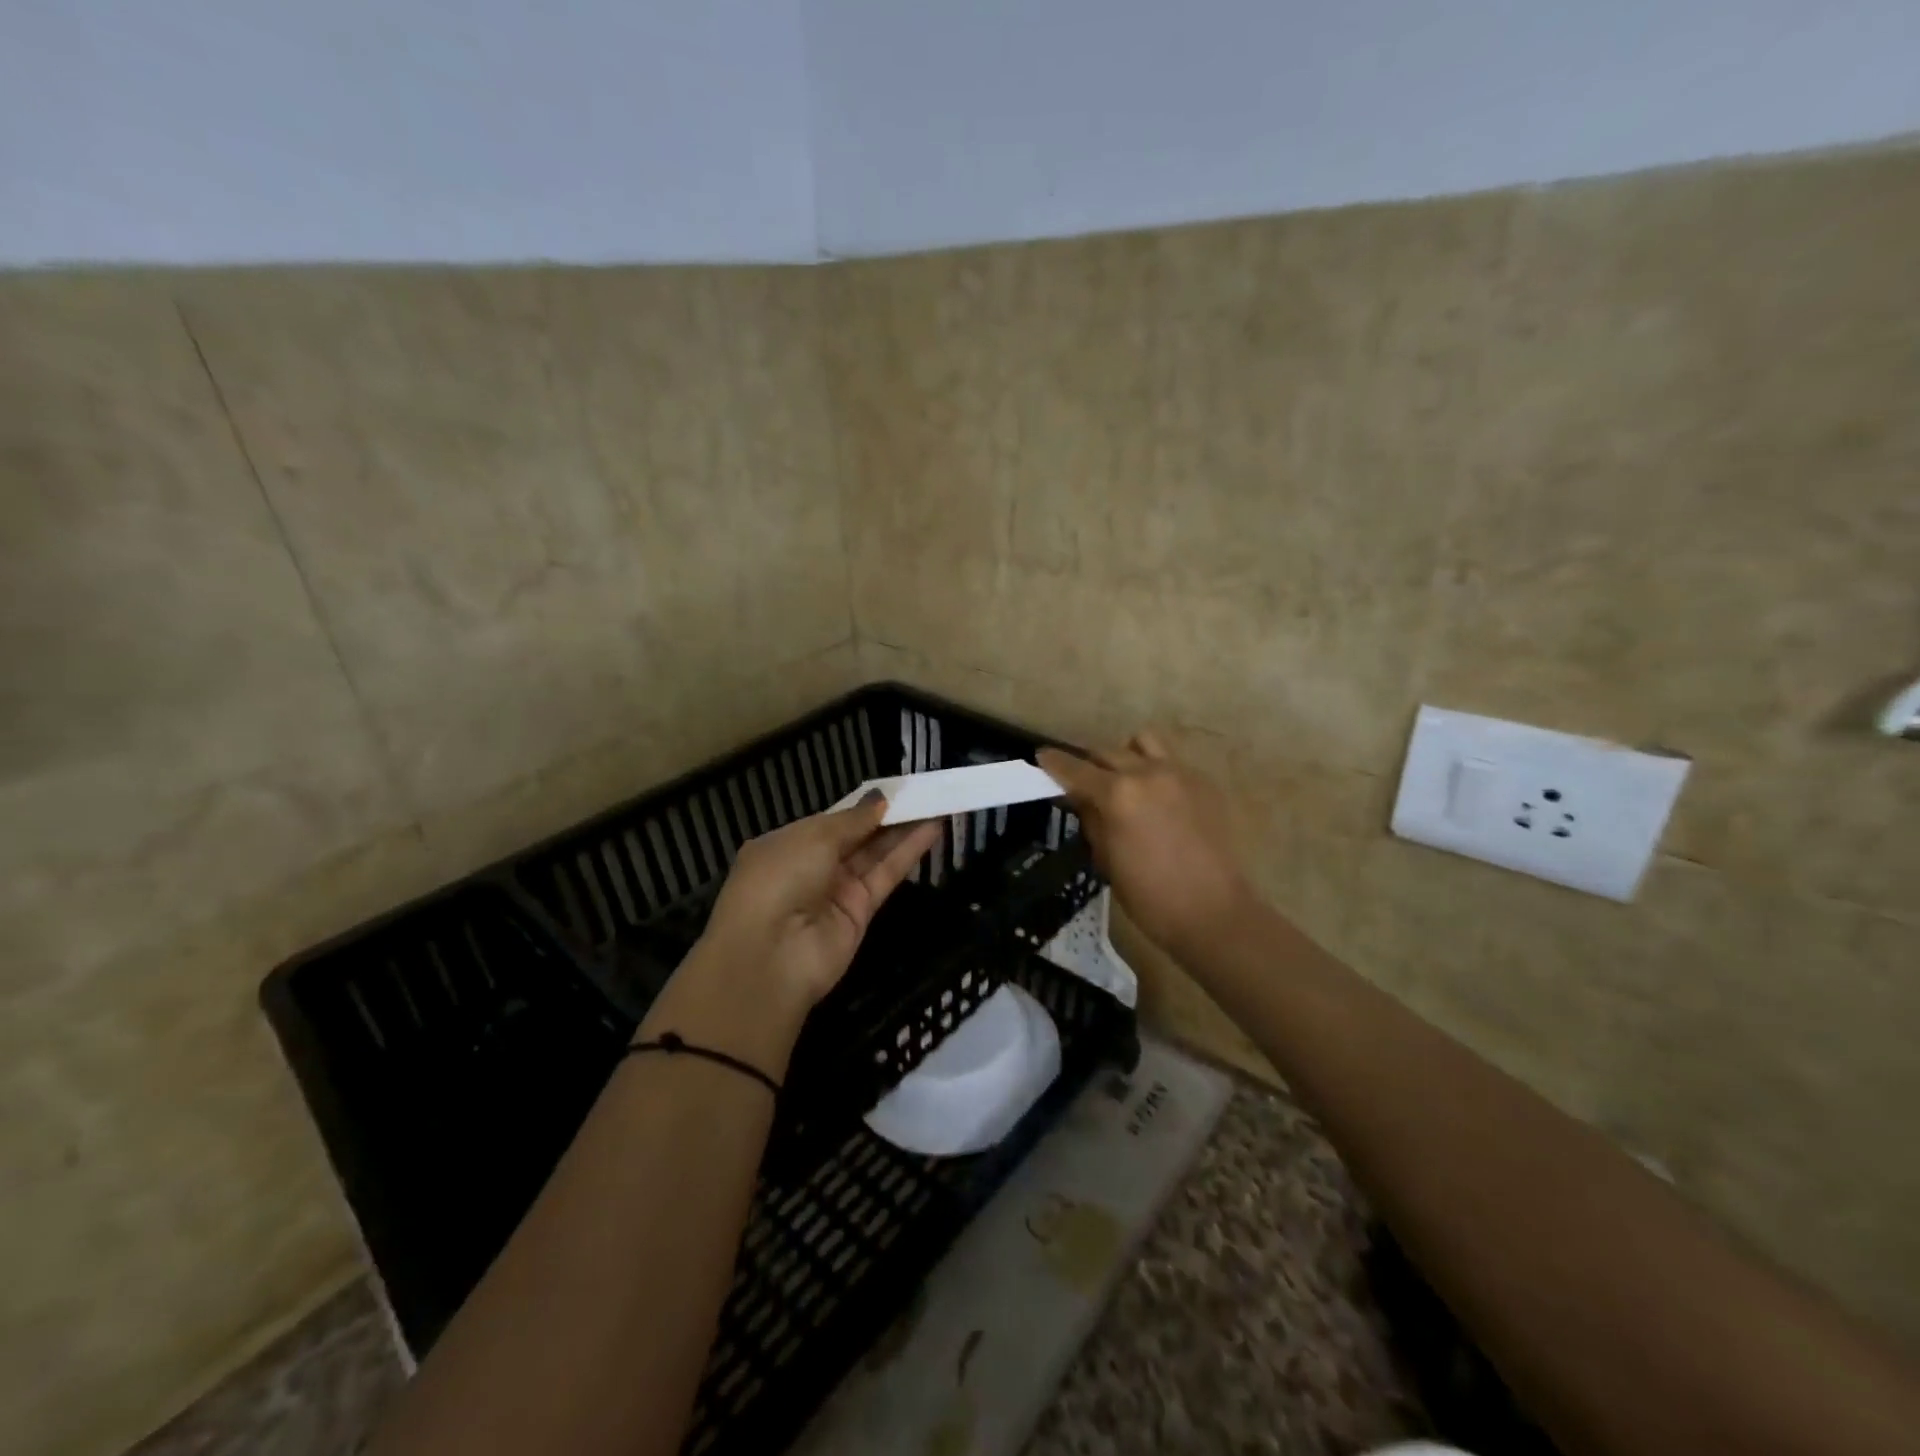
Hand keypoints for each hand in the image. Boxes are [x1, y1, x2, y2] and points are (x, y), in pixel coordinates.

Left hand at [694, 794, 941, 1013]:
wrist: (771, 954)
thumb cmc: (780, 878)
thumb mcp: (813, 837)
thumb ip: (853, 819)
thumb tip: (879, 800)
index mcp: (786, 845)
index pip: (830, 822)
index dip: (861, 807)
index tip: (894, 790)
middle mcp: (811, 868)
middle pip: (856, 838)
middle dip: (886, 816)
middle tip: (923, 793)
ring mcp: (837, 892)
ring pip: (875, 855)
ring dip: (904, 830)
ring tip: (936, 803)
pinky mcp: (861, 913)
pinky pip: (886, 876)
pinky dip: (908, 853)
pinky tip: (932, 829)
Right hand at [1038, 732, 1253, 958]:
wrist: (1213, 913)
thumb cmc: (1149, 896)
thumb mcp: (1106, 859)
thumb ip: (1091, 819)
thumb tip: (1080, 798)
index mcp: (1118, 794)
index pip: (1075, 768)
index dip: (1054, 762)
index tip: (1042, 758)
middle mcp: (1147, 773)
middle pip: (1107, 752)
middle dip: (1090, 764)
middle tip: (1084, 783)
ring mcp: (1180, 774)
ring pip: (1143, 743)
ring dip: (1126, 756)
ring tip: (1126, 781)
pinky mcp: (1204, 783)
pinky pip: (1171, 763)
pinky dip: (1155, 771)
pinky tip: (1158, 800)